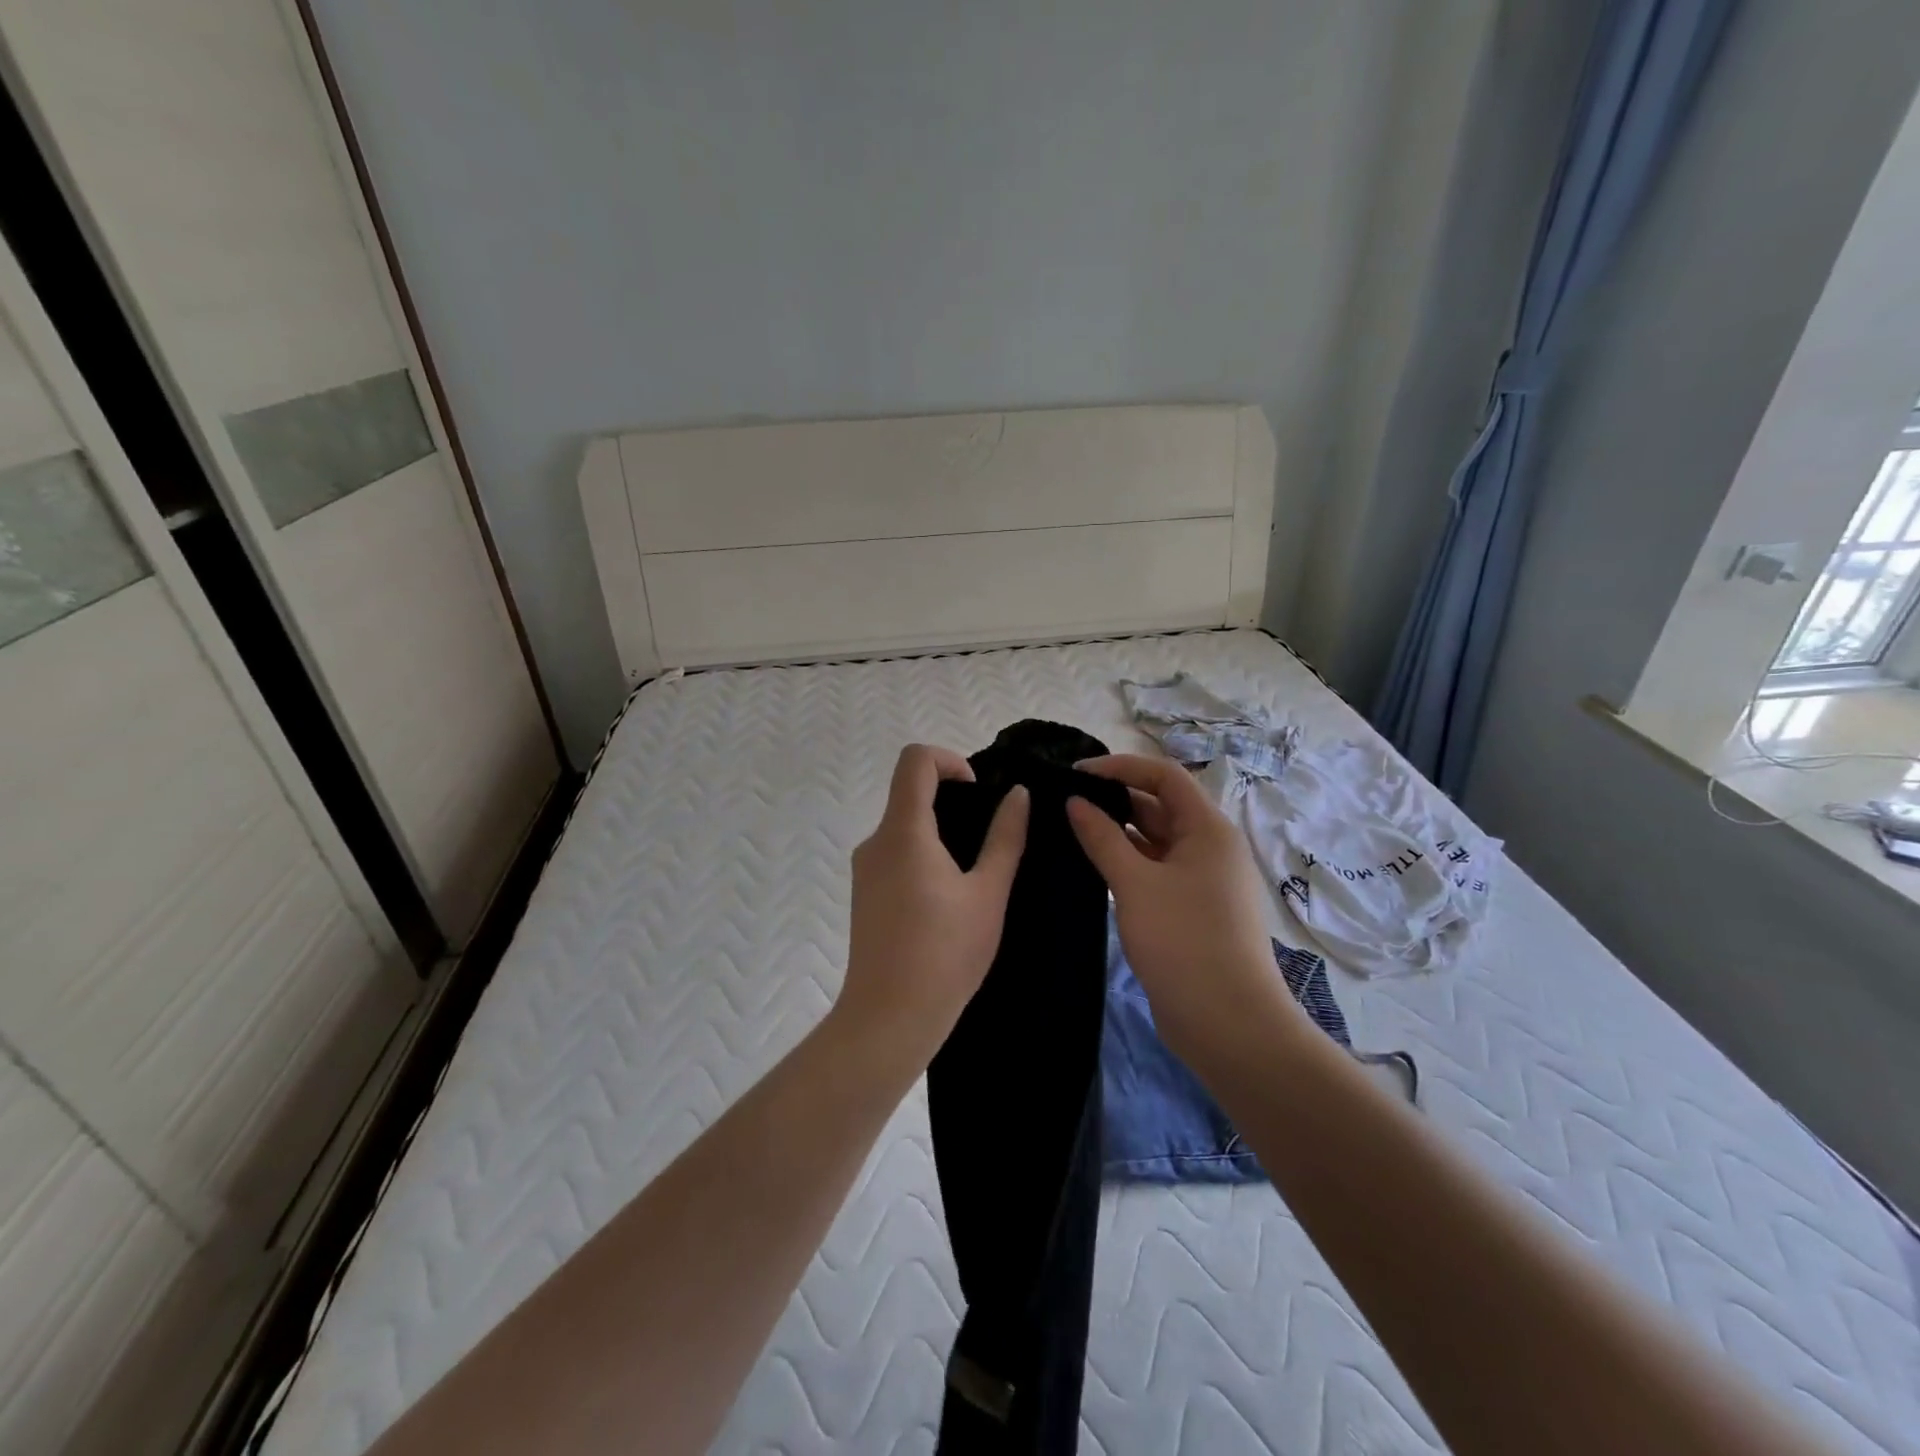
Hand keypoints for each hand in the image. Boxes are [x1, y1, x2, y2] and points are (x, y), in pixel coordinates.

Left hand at [835, 745, 1028, 1072]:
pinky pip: (895, 853)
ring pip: (903, 825)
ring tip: (974, 872)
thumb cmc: (945, 953)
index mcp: (904, 831)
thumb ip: (1005, 838)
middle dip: (951, 799)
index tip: (978, 794)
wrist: (888, 1018)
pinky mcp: (864, 894)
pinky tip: (948, 897)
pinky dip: (923, 854)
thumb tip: (1019, 795)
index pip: (915, 760)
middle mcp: (876, 841)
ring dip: (939, 830)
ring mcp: (865, 869)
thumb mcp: (987, 893)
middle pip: (909, 792)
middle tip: (988, 836)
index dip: (950, 760)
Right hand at [1067, 754, 1300, 1063]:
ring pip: (1156, 841)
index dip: (1120, 767)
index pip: (1164, 776)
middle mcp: (1210, 847)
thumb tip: (1074, 802)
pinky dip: (1128, 863)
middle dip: (1115, 799)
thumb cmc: (1183, 941)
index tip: (1075, 774)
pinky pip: (1156, 870)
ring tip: (1070, 829)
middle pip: (1161, 806)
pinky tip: (1093, 866)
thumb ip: (1101, 838)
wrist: (1228, 1023)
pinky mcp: (1191, 909)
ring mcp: (1203, 881)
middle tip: (1065, 802)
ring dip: (1118, 833)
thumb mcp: (1135, 884)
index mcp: (1208, 829)